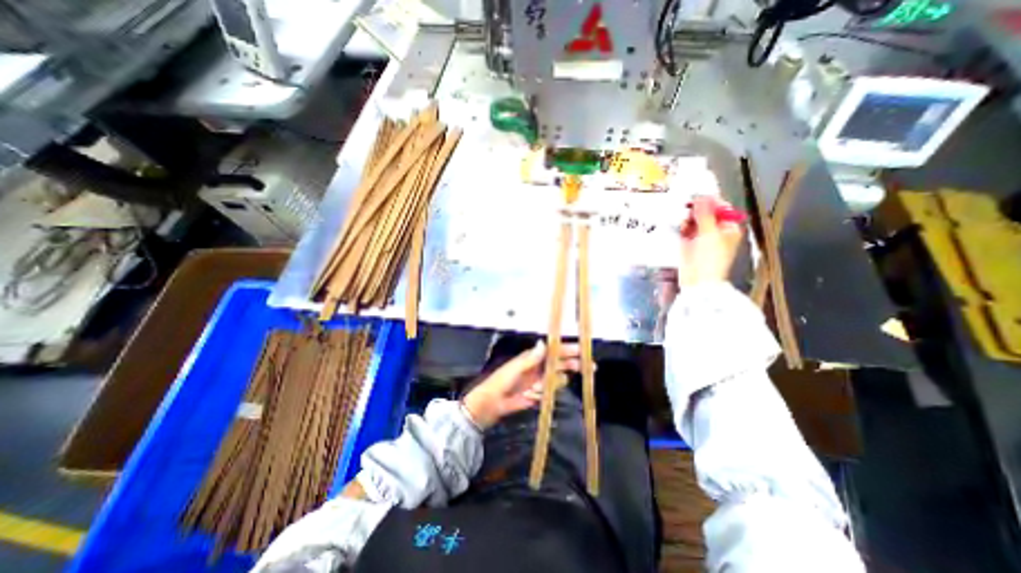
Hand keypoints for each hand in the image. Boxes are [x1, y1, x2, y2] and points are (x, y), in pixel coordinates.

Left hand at [465, 340, 581, 428]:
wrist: (491, 404)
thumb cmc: (501, 382)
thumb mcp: (515, 368)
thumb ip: (531, 358)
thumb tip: (544, 343)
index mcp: (532, 357)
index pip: (554, 351)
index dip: (567, 350)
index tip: (581, 351)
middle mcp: (538, 366)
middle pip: (560, 363)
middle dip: (572, 364)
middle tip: (588, 367)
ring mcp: (538, 380)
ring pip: (556, 378)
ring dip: (551, 383)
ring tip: (534, 389)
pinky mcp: (537, 393)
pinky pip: (549, 391)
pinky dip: (543, 394)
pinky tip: (532, 396)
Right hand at [676, 194, 742, 286]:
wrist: (697, 280)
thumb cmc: (710, 258)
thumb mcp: (709, 233)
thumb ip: (704, 213)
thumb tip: (701, 195)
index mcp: (728, 228)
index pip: (721, 208)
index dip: (710, 201)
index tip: (698, 196)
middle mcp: (716, 231)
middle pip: (706, 213)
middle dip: (696, 209)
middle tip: (687, 205)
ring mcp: (701, 237)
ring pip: (694, 220)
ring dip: (688, 217)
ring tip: (684, 218)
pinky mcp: (688, 243)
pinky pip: (685, 229)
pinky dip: (682, 226)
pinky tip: (680, 226)